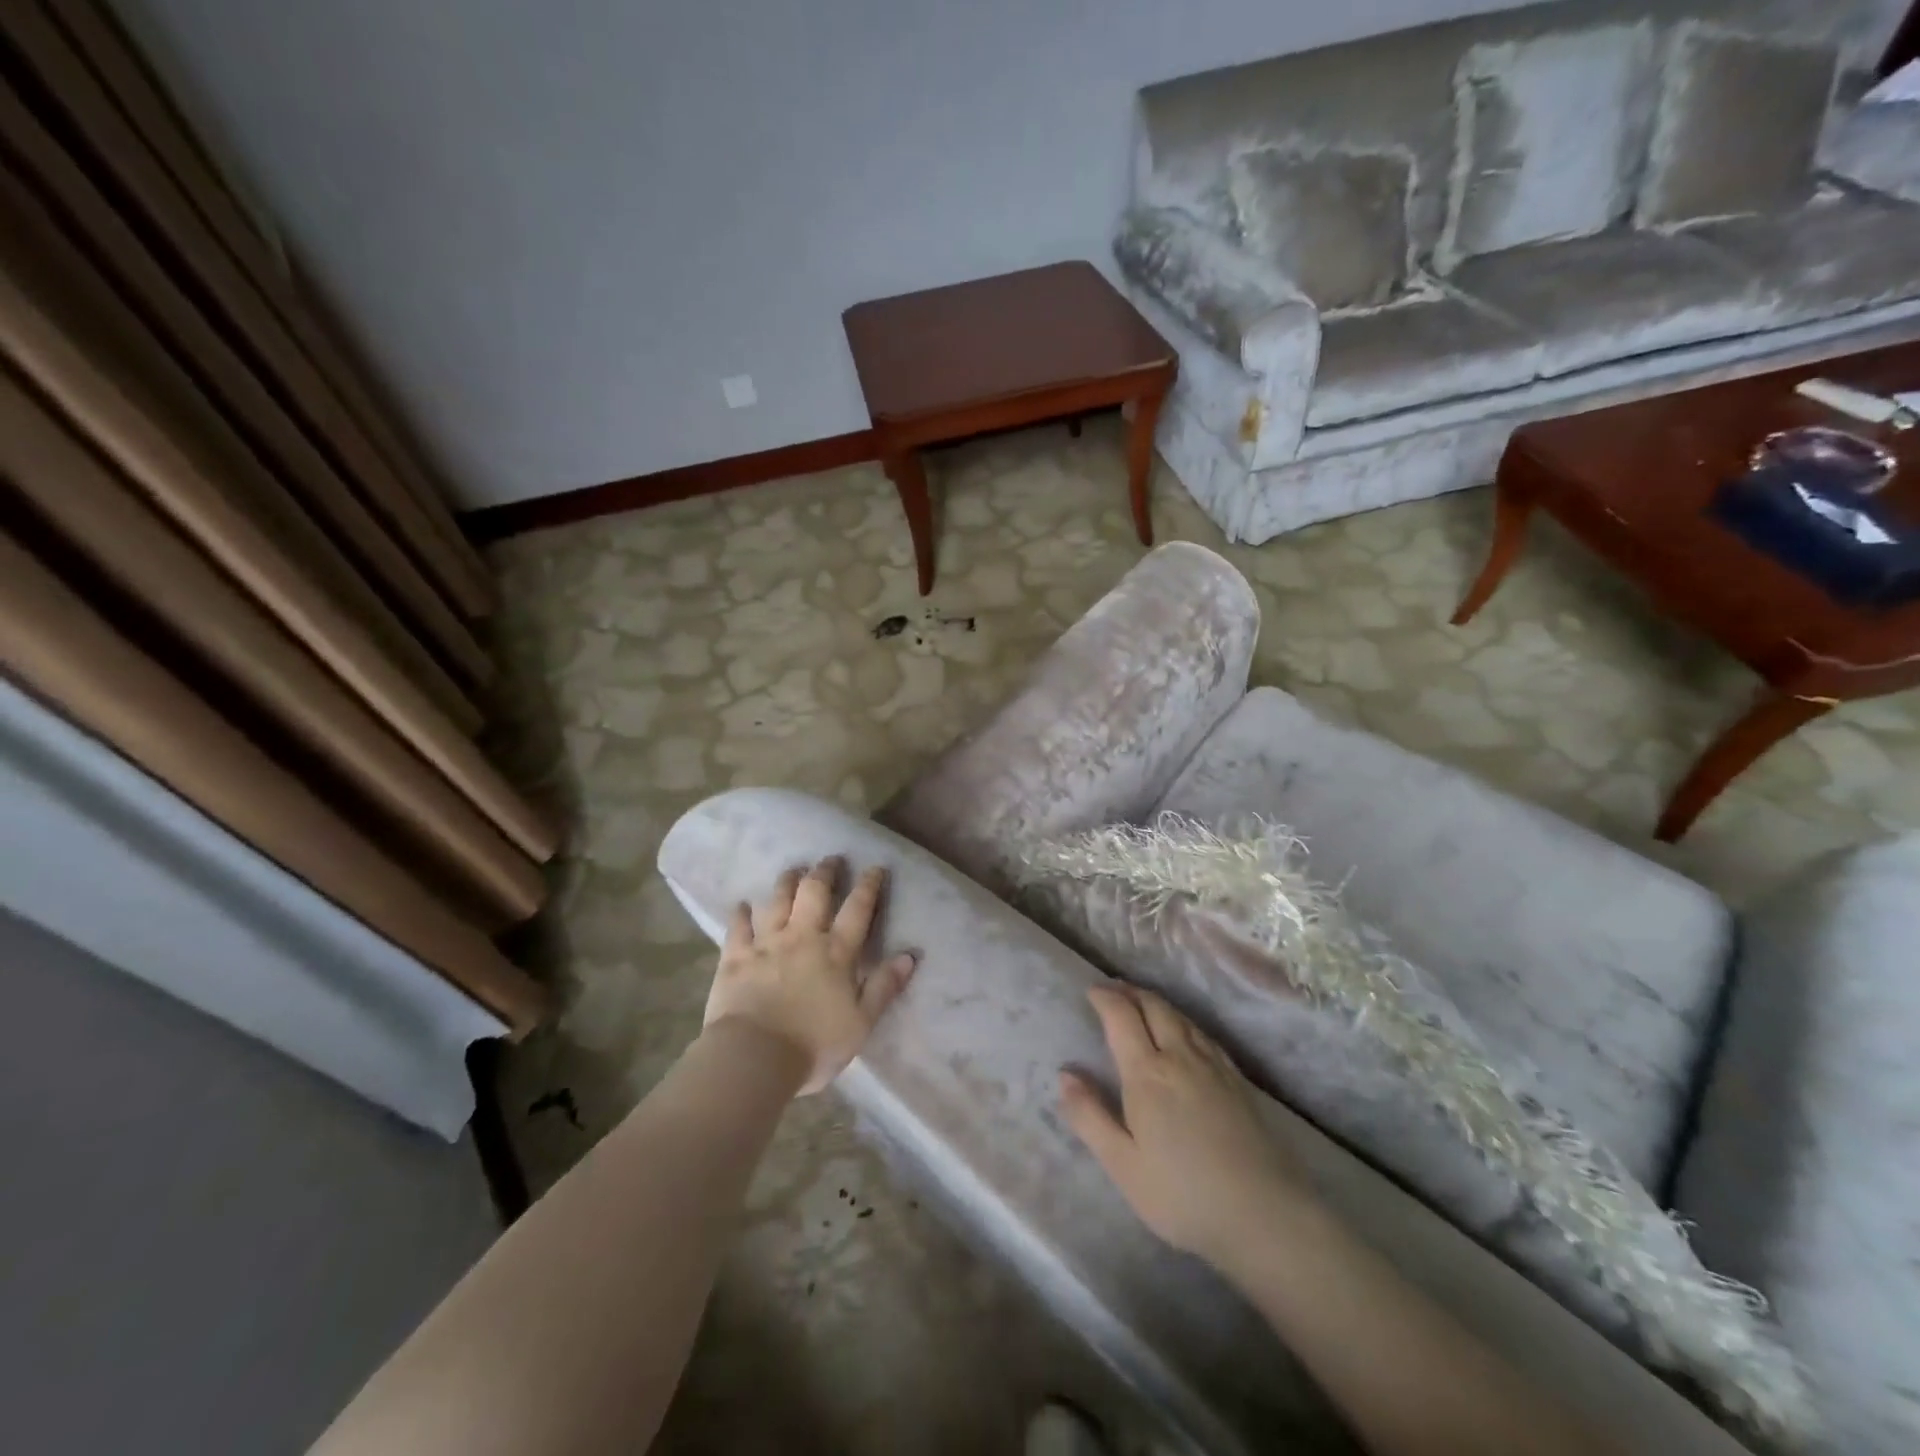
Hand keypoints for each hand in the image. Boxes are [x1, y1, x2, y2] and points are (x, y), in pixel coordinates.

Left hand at [704, 858, 916, 1095]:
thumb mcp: (861, 1022)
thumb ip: (884, 986)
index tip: (875, 867)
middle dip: (825, 872)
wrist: (754, 1057)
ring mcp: (766, 945)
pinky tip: (741, 904)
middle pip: (814, 894)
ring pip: (777, 901)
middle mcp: (802, 938)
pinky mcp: (735, 958)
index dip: (868, 886)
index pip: (857, 910)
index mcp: (836, 953)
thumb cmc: (814, 1045)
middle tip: (831, 859)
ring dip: (787, 882)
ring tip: (793, 870)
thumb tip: (910, 955)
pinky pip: (738, 928)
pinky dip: (740, 914)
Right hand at [1061, 984, 1311, 1268]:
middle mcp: (1180, 1056)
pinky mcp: (1238, 1081)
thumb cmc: (1182, 1195)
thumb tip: (1065, 1074)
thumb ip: (1090, 1117)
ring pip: (1181, 1017)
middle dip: (1131, 992)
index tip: (1091, 992)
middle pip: (1154, 1007)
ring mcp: (1214, 1066)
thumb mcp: (1123, 1165)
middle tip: (1114, 990)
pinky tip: (1185, 1033)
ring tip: (1143, 1003)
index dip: (1105, 998)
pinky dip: (1184, 1021)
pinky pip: (1204, 1034)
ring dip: (1157, 1003)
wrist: (1265, 1215)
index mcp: (1147, 1073)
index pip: (1122, 1016)